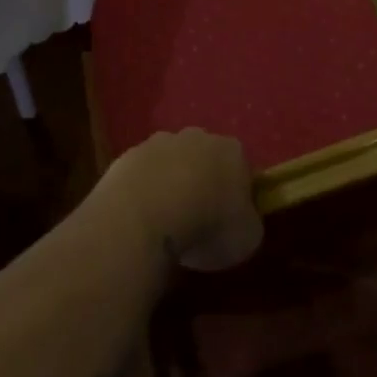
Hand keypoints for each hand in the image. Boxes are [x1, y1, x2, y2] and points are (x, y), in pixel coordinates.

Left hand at [100, 128, 262, 271]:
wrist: (142, 219)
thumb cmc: (205, 227)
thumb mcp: (247, 239)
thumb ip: (250, 222)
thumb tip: (243, 220)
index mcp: (233, 151)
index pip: (242, 169)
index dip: (238, 195)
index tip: (230, 220)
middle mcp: (198, 137)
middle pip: (205, 159)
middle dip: (203, 182)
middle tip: (197, 219)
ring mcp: (159, 143)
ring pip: (171, 163)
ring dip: (170, 184)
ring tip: (164, 221)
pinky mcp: (127, 156)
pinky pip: (142, 175)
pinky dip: (143, 192)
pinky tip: (139, 219)